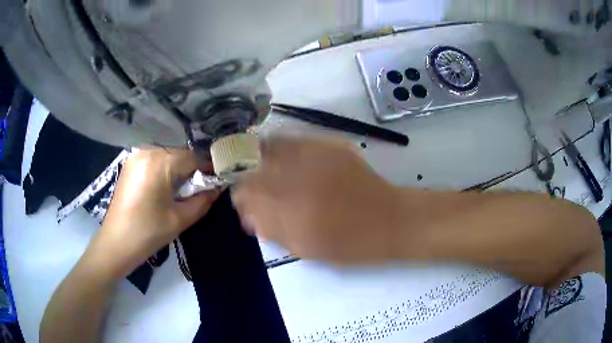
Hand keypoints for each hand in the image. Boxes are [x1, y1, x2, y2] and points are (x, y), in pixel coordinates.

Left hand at [85, 148, 220, 278]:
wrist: (116, 243)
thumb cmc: (148, 233)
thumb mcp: (180, 219)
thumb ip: (203, 200)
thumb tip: (219, 187)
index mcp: (159, 162)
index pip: (193, 157)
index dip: (209, 168)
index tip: (220, 180)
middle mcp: (147, 151)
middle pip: (180, 153)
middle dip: (194, 169)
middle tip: (202, 187)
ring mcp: (136, 155)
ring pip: (168, 155)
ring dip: (180, 168)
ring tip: (185, 188)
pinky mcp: (131, 163)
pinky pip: (156, 159)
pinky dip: (166, 168)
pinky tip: (168, 186)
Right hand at [232, 136, 401, 263]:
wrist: (388, 220)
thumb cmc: (348, 244)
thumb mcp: (304, 248)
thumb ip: (272, 230)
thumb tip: (249, 216)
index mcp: (288, 208)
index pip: (245, 192)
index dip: (240, 196)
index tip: (245, 202)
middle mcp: (296, 176)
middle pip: (253, 165)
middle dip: (246, 175)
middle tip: (252, 185)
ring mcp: (313, 156)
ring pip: (270, 146)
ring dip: (260, 157)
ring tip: (265, 168)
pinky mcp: (329, 146)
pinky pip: (294, 140)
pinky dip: (281, 148)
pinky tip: (285, 158)